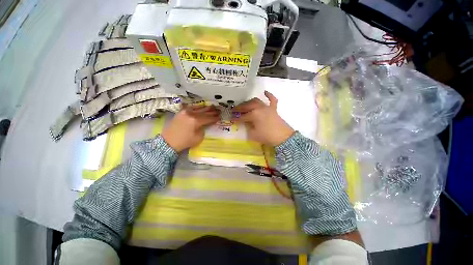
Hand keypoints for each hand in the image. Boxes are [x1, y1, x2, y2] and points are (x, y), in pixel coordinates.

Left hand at [161, 105, 219, 151]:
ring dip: (206, 108)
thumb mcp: (198, 138)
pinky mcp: (181, 112)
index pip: (208, 118)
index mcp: (196, 121)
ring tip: (212, 106)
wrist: (168, 142)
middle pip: (204, 112)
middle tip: (219, 110)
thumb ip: (203, 129)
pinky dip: (197, 107)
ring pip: (198, 108)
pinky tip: (201, 106)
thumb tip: (205, 124)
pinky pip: (191, 107)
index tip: (220, 117)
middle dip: (212, 111)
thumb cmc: (184, 141)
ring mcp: (185, 112)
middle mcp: (191, 114)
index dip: (215, 118)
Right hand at [233, 91, 294, 145]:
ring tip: (245, 105)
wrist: (283, 137)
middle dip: (240, 108)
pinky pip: (272, 99)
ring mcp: (267, 107)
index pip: (242, 116)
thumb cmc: (267, 136)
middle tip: (235, 110)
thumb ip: (248, 128)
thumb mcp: (253, 135)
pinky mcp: (273, 109)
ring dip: (249, 102)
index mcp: (254, 115)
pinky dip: (269, 95)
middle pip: (247, 106)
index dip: (236, 118)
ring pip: (256, 101)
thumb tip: (247, 124)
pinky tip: (265, 92)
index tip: (231, 119)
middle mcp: (259, 108)